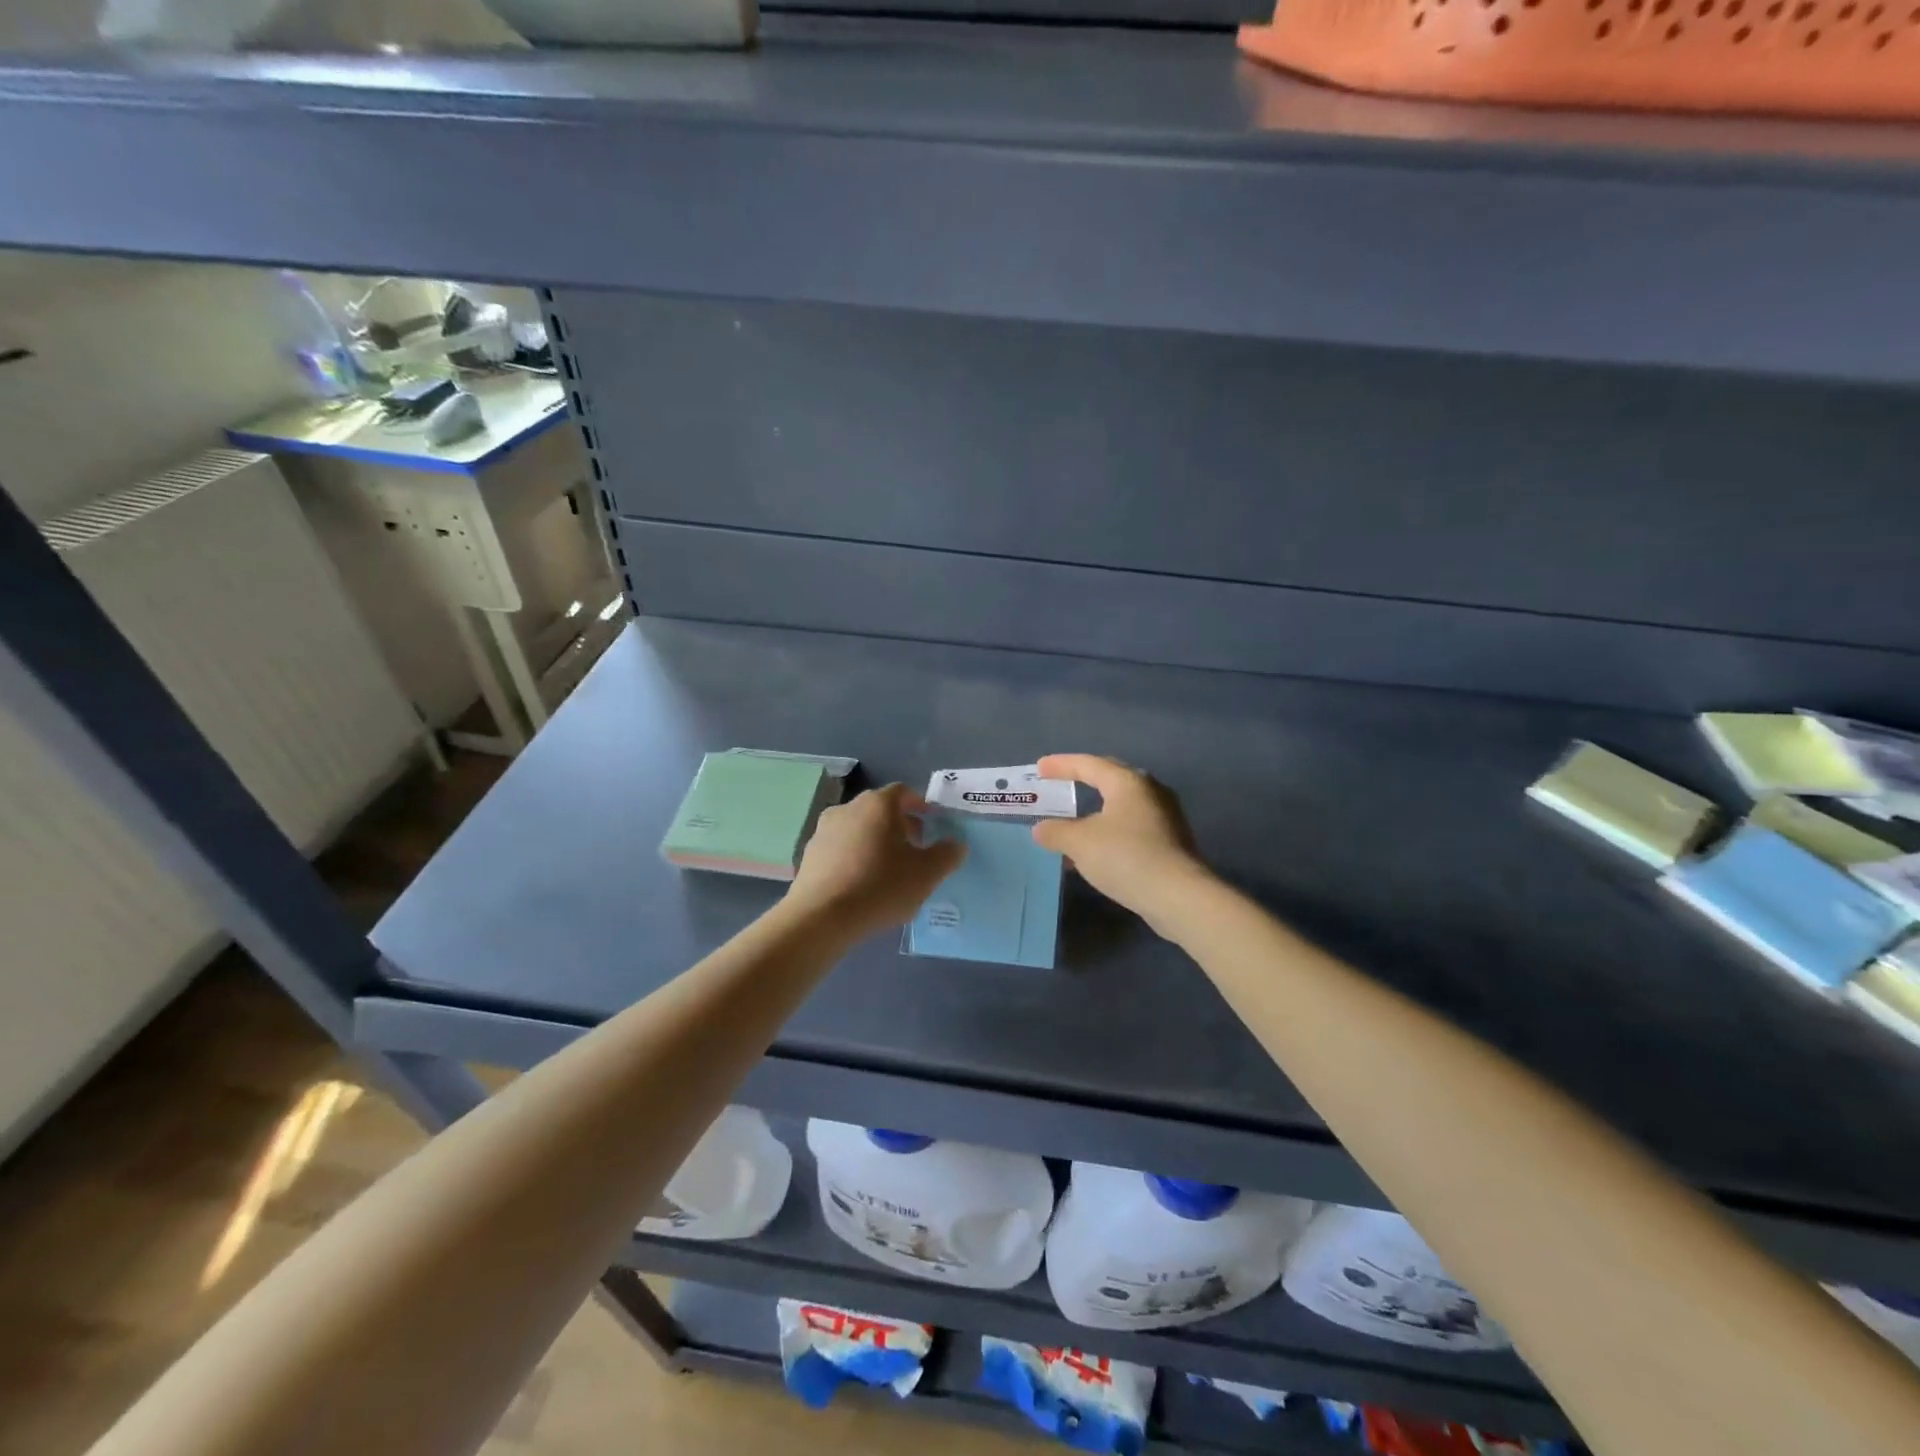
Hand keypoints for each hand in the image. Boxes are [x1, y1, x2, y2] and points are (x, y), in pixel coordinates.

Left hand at [787, 783, 964, 937]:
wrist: (821, 917)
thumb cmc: (881, 886)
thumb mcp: (927, 874)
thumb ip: (947, 854)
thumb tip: (956, 844)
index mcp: (879, 804)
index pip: (904, 792)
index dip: (920, 805)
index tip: (932, 823)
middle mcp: (848, 808)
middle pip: (880, 810)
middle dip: (900, 825)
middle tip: (915, 849)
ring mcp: (824, 830)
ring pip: (859, 828)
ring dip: (876, 841)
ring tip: (888, 870)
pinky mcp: (809, 854)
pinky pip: (840, 848)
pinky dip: (855, 857)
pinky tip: (862, 884)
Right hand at [1032, 755, 1212, 934]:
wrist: (1178, 896)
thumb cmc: (1126, 857)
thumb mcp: (1080, 843)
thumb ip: (1056, 831)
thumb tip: (1041, 829)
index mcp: (1128, 782)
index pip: (1089, 764)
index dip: (1062, 765)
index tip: (1040, 768)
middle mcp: (1150, 791)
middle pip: (1111, 778)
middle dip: (1083, 780)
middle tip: (1061, 783)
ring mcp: (1165, 817)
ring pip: (1122, 805)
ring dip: (1096, 811)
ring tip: (1073, 821)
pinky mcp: (1171, 842)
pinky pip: (1132, 827)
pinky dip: (1109, 831)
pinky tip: (1096, 850)